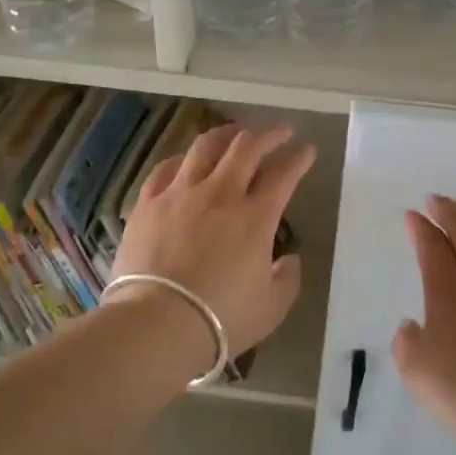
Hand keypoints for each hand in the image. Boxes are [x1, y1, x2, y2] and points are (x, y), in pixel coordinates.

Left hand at [112, 123, 312, 376]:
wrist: (157, 323)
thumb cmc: (221, 319)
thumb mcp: (272, 307)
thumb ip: (287, 279)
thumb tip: (288, 260)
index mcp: (256, 217)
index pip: (284, 174)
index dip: (299, 159)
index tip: (307, 151)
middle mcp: (220, 194)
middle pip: (247, 147)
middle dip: (269, 134)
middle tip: (280, 132)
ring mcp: (180, 193)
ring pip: (205, 147)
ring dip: (226, 134)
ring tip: (236, 133)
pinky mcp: (148, 203)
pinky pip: (166, 168)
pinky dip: (183, 159)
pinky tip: (186, 160)